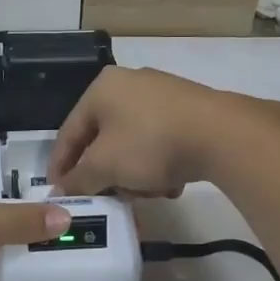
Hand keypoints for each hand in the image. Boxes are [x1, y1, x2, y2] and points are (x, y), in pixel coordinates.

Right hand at [50, 67, 279, 197]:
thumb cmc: (150, 144)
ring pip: (133, 143)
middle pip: (103, 138)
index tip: (58, 193)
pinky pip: (160, 140)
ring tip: (147, 193)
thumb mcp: (105, 166)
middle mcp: (129, 83)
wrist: (221, 134)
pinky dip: (159, 164)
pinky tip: (170, 183)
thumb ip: (78, 179)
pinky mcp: (189, 110)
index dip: (60, 166)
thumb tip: (62, 190)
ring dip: (134, 174)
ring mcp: (162, 95)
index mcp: (101, 88)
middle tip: (108, 197)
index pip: (69, 131)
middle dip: (105, 174)